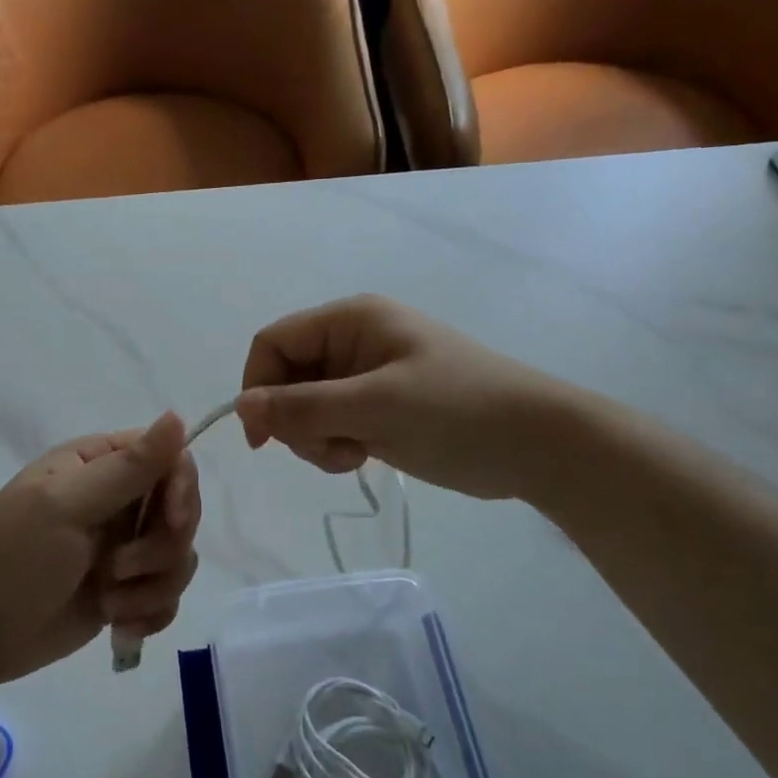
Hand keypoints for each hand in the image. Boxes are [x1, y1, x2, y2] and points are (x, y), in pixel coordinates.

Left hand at [0, 414, 201, 688]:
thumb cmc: (14, 556)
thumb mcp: (66, 505)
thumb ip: (128, 467)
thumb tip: (177, 415)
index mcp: (100, 464)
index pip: (170, 459)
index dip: (182, 488)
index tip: (171, 518)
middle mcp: (118, 501)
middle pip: (182, 511)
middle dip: (161, 547)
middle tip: (118, 568)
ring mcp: (123, 548)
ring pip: (179, 557)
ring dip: (151, 587)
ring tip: (108, 601)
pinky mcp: (126, 592)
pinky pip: (167, 596)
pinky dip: (150, 613)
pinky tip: (119, 626)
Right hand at [235, 295, 578, 500]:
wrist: (536, 446)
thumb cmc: (457, 410)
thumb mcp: (374, 405)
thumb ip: (302, 406)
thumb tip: (240, 408)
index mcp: (350, 320)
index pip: (273, 342)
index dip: (257, 385)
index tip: (262, 438)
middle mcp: (351, 343)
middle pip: (286, 377)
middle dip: (294, 419)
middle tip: (327, 449)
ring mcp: (364, 377)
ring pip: (304, 406)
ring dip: (314, 437)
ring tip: (352, 454)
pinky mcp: (377, 409)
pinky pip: (330, 424)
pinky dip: (334, 445)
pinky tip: (363, 457)